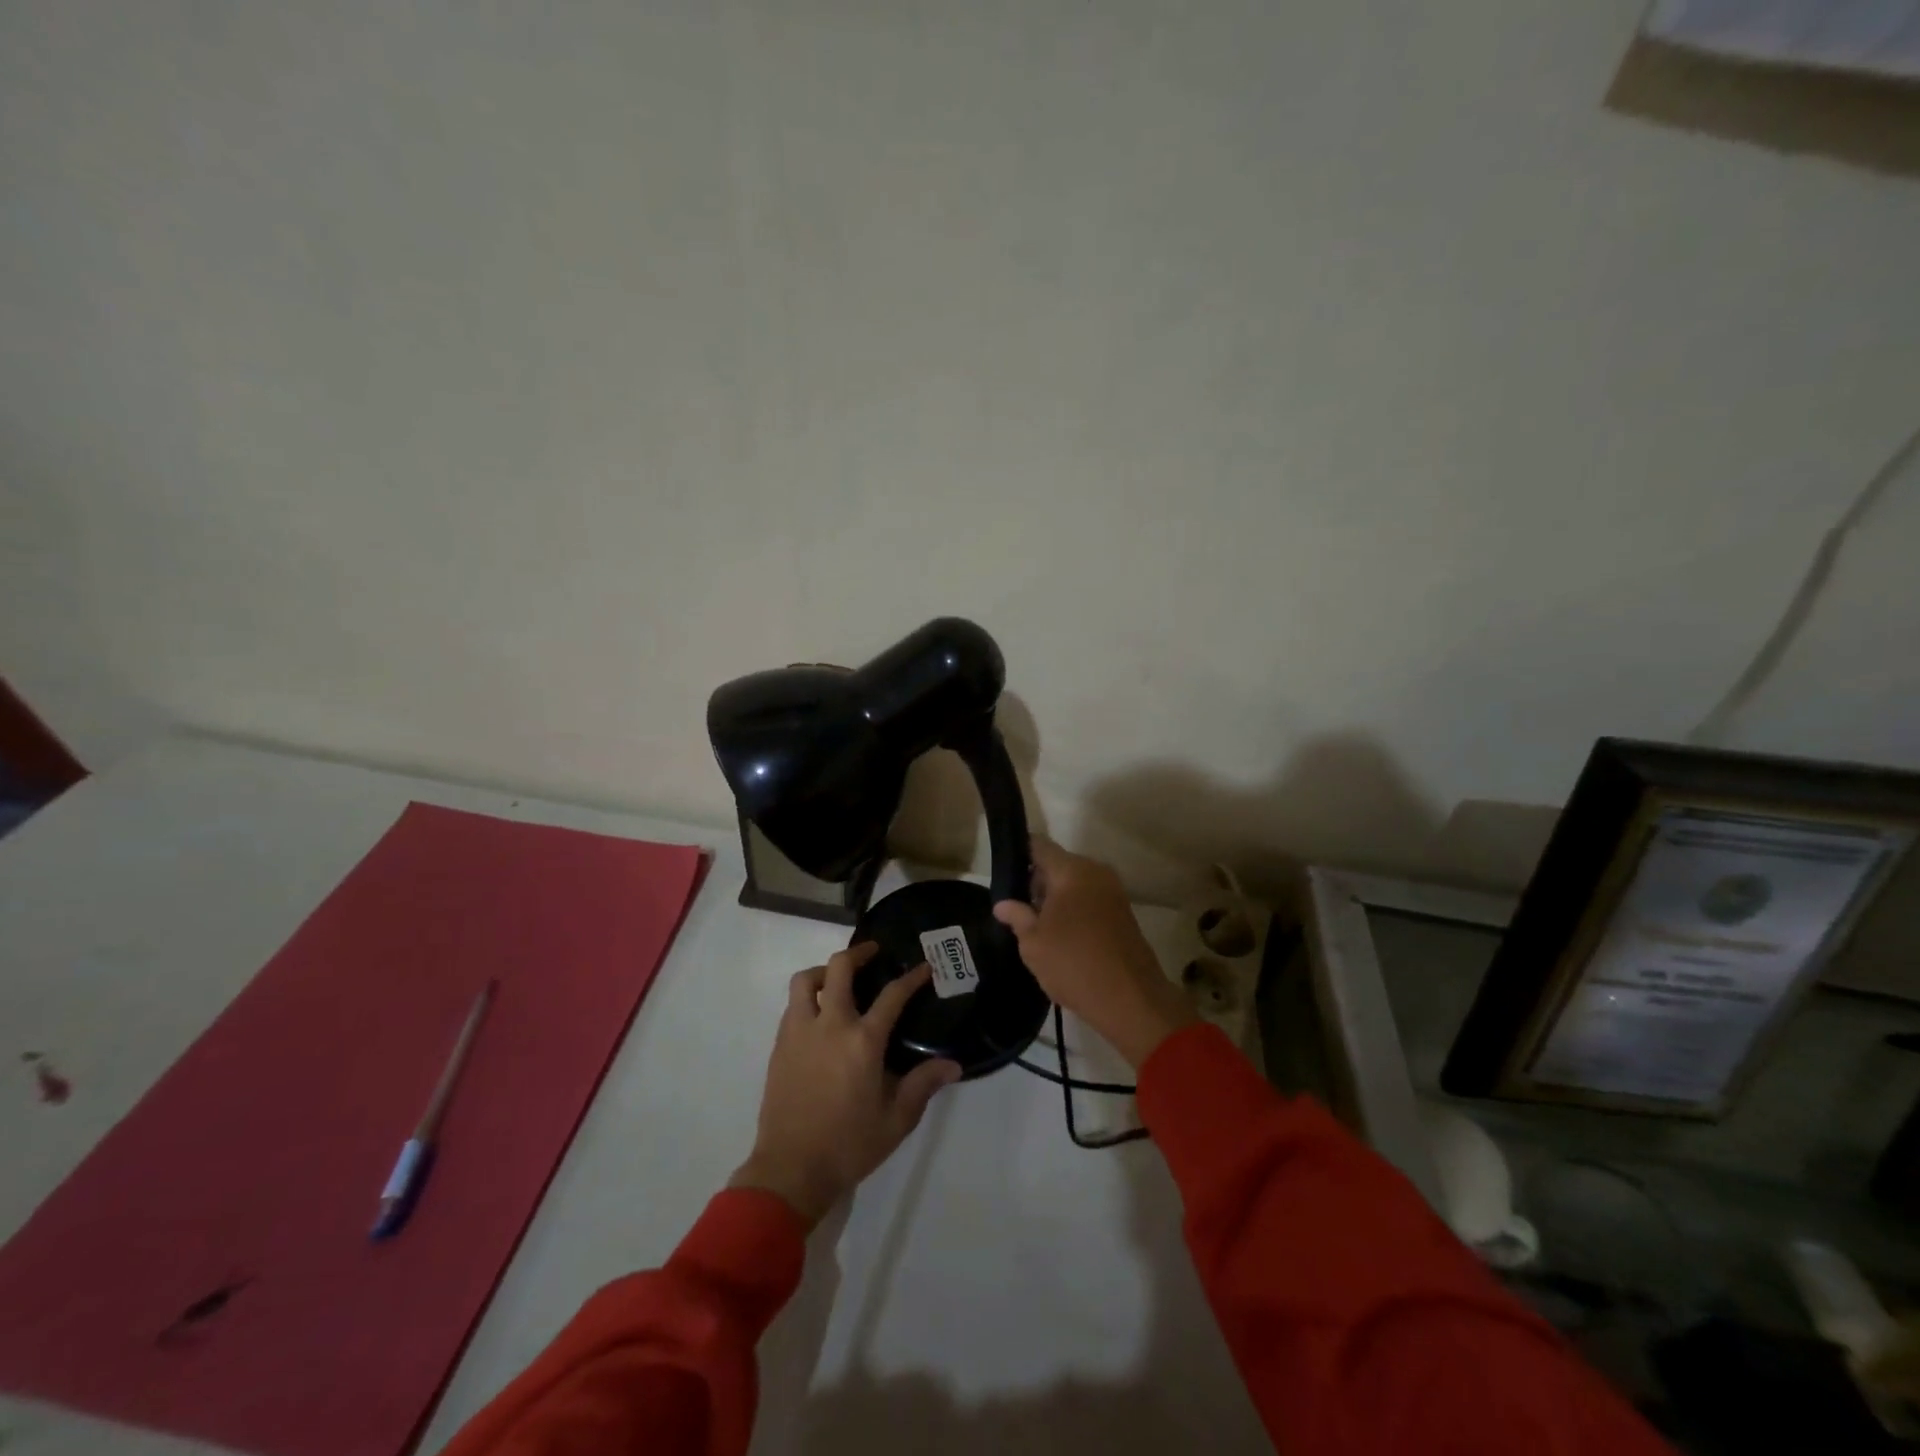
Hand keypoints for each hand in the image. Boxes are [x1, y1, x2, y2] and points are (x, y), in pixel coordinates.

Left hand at [730, 942, 961, 1227]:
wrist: (790, 1169)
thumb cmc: (848, 1145)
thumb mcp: (896, 1120)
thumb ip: (922, 1085)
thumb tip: (952, 1064)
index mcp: (862, 1041)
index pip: (892, 996)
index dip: (911, 977)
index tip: (924, 966)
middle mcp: (830, 1025)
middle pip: (839, 968)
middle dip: (859, 953)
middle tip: (873, 953)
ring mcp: (800, 1032)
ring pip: (805, 980)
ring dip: (824, 971)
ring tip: (838, 979)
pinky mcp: (780, 1046)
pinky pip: (792, 1005)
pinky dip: (808, 997)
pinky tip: (820, 1014)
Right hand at [993, 837, 1196, 1069]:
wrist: (1131, 999)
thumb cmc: (1074, 964)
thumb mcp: (1033, 943)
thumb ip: (1017, 916)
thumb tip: (1003, 904)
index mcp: (1072, 871)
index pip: (1039, 846)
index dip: (1019, 855)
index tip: (1004, 874)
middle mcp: (1096, 872)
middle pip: (1058, 864)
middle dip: (1037, 881)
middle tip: (1018, 908)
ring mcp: (1114, 892)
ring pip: (1075, 883)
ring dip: (1057, 898)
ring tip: (1038, 926)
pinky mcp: (1124, 912)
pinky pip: (1091, 899)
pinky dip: (1075, 909)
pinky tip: (1062, 936)